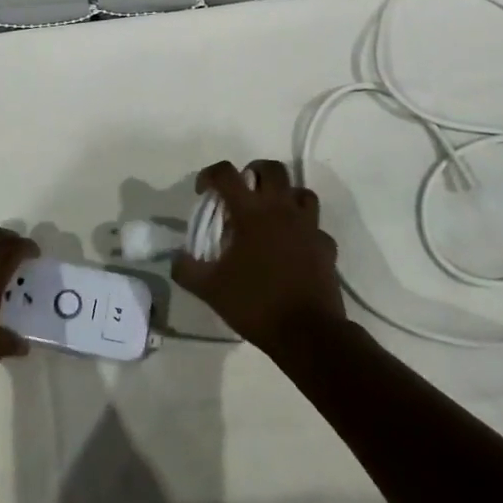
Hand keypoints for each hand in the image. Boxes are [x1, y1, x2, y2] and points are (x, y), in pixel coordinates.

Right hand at [171, 159, 343, 354]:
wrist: (308, 333)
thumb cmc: (256, 304)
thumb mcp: (209, 289)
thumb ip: (187, 269)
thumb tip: (176, 258)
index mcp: (251, 213)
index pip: (226, 174)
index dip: (210, 175)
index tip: (204, 191)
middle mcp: (282, 210)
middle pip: (273, 169)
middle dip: (255, 172)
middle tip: (243, 191)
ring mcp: (309, 227)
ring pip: (301, 192)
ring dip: (285, 195)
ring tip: (271, 213)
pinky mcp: (326, 247)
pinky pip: (316, 227)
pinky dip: (304, 230)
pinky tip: (294, 246)